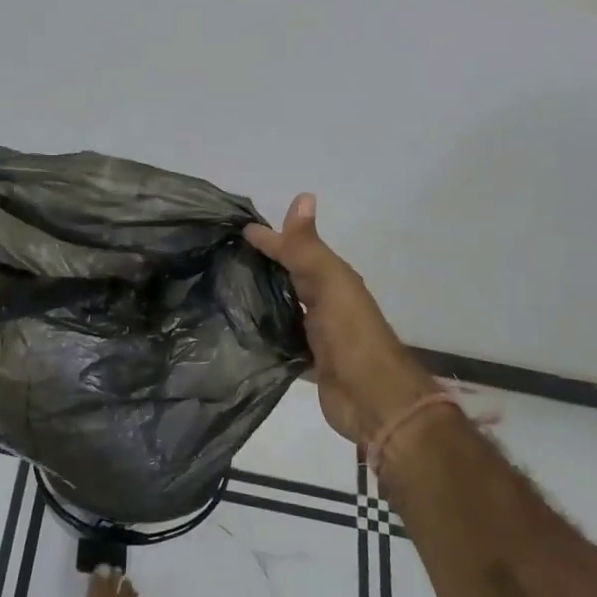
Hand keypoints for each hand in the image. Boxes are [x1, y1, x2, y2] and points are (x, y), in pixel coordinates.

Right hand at [245, 194, 441, 447]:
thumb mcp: (330, 283)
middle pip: (291, 277)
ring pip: (285, 308)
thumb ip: (308, 248)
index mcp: (333, 280)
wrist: (373, 400)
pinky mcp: (309, 363)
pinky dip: (266, 333)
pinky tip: (242, 332)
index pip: (296, 251)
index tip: (237, 229)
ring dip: (263, 298)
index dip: (271, 239)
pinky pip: (282, 340)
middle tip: (223, 256)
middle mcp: (326, 304)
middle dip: (264, 265)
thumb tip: (303, 196)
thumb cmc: (351, 336)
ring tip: (225, 291)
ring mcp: (318, 335)